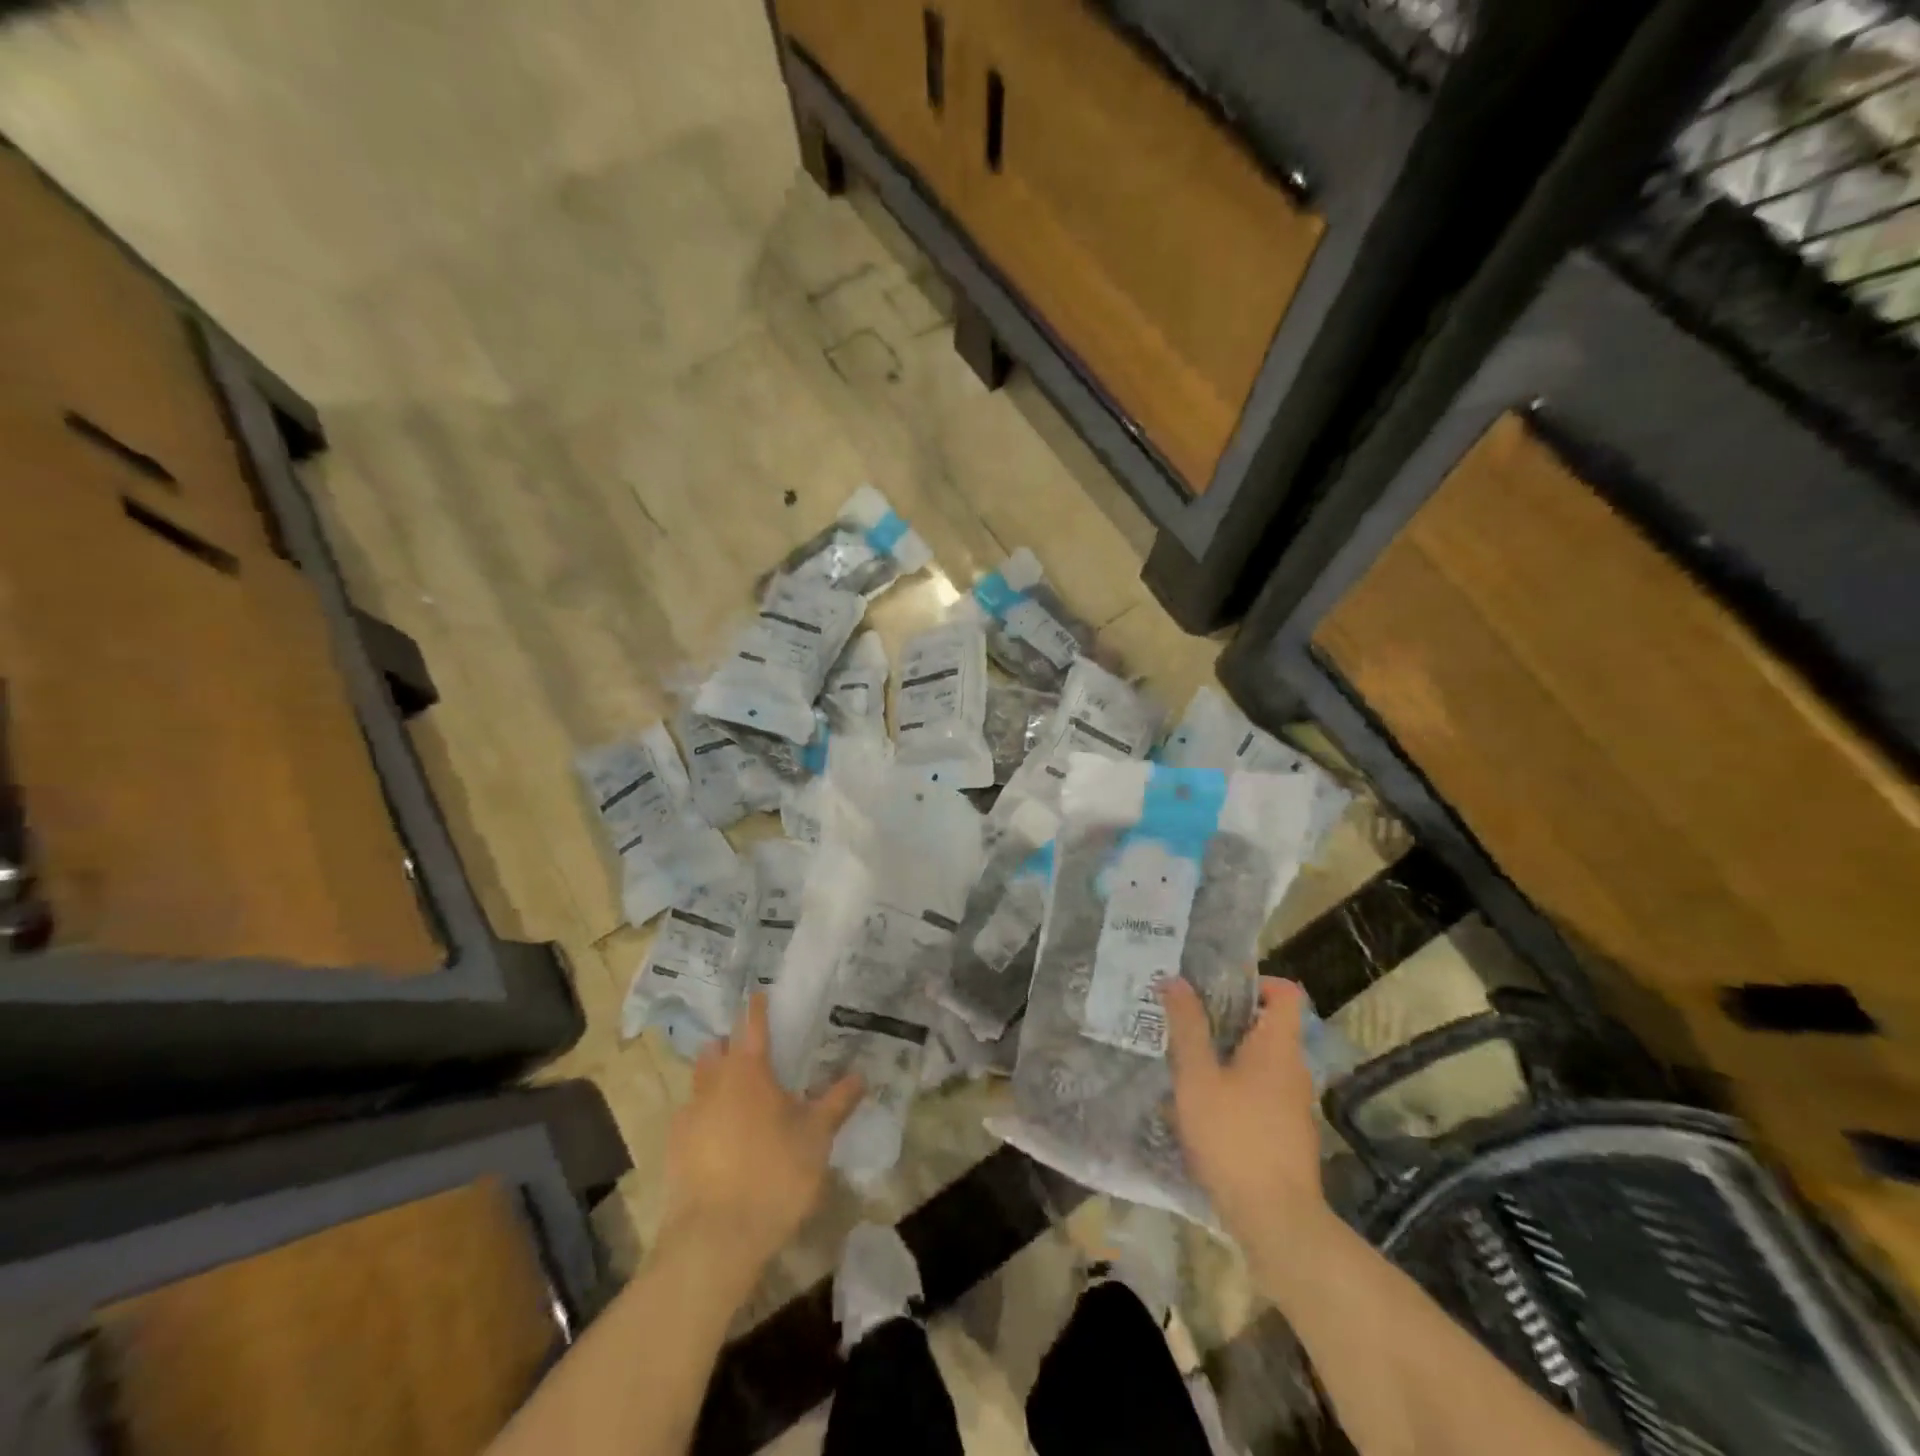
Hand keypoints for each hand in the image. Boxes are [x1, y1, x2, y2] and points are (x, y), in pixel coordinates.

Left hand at [661, 994, 862, 1271]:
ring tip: (735, 1093)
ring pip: (700, 1082)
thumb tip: (860, 1075)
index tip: (758, 993)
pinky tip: (718, 1137)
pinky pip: (690, 1118)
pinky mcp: (674, 1149)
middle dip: (730, 1044)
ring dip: (714, 1078)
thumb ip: (837, 1103)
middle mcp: (714, 1084)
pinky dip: (704, 1116)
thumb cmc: (773, 1176)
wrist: (713, 1240)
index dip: (757, 1008)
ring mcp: (689, 1116)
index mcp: (749, 1071)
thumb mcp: (816, 1138)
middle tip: (750, 1050)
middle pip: (717, 1050)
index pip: (753, 1026)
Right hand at [1162, 977, 1327, 1252]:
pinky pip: (1260, 1090)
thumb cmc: (1234, 1136)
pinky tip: (1201, 1103)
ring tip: (1186, 1057)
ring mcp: (1293, 1103)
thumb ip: (1187, 1027)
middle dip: (1227, 1017)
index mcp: (1279, 1046)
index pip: (1286, 993)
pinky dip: (1234, 1084)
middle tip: (1186, 1017)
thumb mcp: (1198, 1077)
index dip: (1257, 981)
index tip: (1217, 987)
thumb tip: (1175, 980)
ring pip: (1260, 1060)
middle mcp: (1294, 1068)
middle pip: (1268, 1025)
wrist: (1275, 1219)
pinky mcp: (1286, 1132)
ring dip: (1227, 1053)